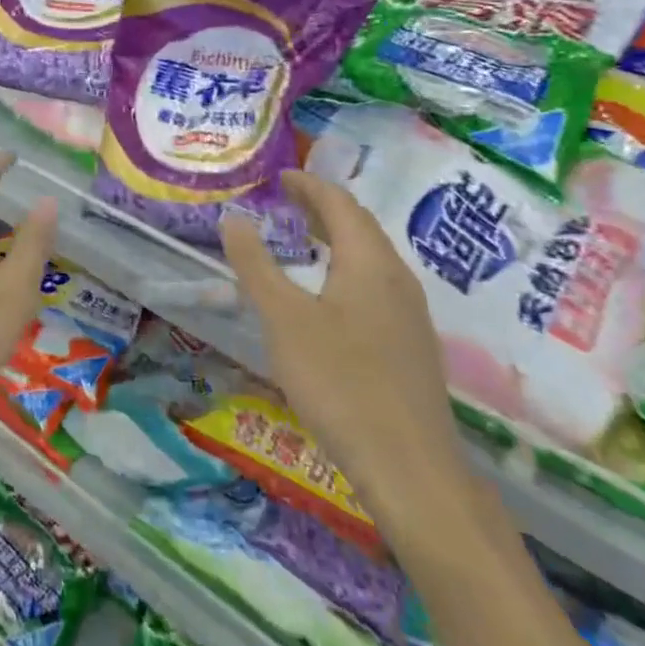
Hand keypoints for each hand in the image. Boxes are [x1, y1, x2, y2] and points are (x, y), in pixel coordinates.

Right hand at [220, 170, 470, 535]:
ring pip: (370, 260)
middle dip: (322, 209)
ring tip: (300, 242)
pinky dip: (344, 271)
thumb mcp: (284, 319)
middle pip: (360, 228)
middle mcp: (397, 280)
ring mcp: (410, 316)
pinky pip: (374, 288)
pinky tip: (326, 299)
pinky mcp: (410, 348)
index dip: (309, 185)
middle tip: (285, 202)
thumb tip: (234, 218)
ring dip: (335, 240)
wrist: (410, 469)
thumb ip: (256, 265)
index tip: (279, 176)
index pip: (340, 204)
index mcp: (370, 263)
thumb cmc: (340, 382)